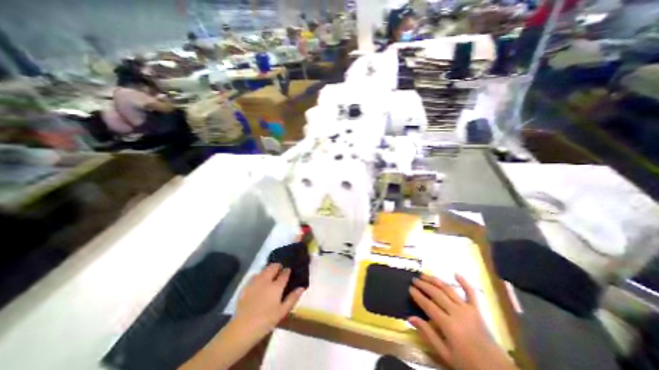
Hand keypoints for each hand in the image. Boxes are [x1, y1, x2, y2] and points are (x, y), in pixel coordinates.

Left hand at [232, 263, 304, 337]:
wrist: (242, 329)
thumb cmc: (266, 321)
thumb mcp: (282, 312)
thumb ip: (292, 298)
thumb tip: (302, 287)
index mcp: (276, 286)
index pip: (284, 273)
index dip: (287, 271)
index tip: (289, 271)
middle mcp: (266, 280)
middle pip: (273, 267)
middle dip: (278, 266)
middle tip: (280, 271)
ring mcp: (255, 282)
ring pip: (264, 269)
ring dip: (269, 269)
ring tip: (271, 274)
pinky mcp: (246, 286)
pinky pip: (255, 275)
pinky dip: (259, 275)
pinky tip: (259, 281)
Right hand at [410, 275, 516, 369]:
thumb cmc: (467, 363)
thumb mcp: (445, 354)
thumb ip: (427, 333)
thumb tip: (409, 318)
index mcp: (448, 325)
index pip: (428, 305)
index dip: (418, 296)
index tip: (409, 288)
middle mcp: (457, 312)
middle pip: (437, 294)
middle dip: (424, 285)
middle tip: (414, 279)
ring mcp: (468, 309)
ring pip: (448, 289)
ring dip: (435, 280)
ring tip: (425, 275)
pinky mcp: (477, 310)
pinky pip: (471, 293)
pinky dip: (464, 282)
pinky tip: (455, 273)